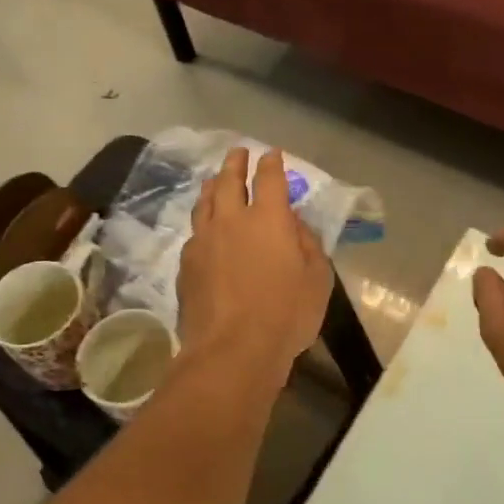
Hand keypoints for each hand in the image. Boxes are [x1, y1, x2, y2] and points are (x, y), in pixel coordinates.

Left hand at [177, 147, 332, 372]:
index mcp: (268, 219)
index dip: (271, 163)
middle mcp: (231, 220)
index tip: (272, 154)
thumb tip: (294, 224)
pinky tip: (204, 229)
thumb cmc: (286, 315)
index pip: (269, 179)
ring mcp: (203, 241)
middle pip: (228, 181)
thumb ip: (307, 244)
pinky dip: (202, 222)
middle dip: (235, 163)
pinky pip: (195, 232)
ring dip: (212, 186)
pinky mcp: (186, 264)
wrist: (232, 350)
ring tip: (214, 180)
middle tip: (238, 153)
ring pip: (204, 203)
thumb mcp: (317, 279)